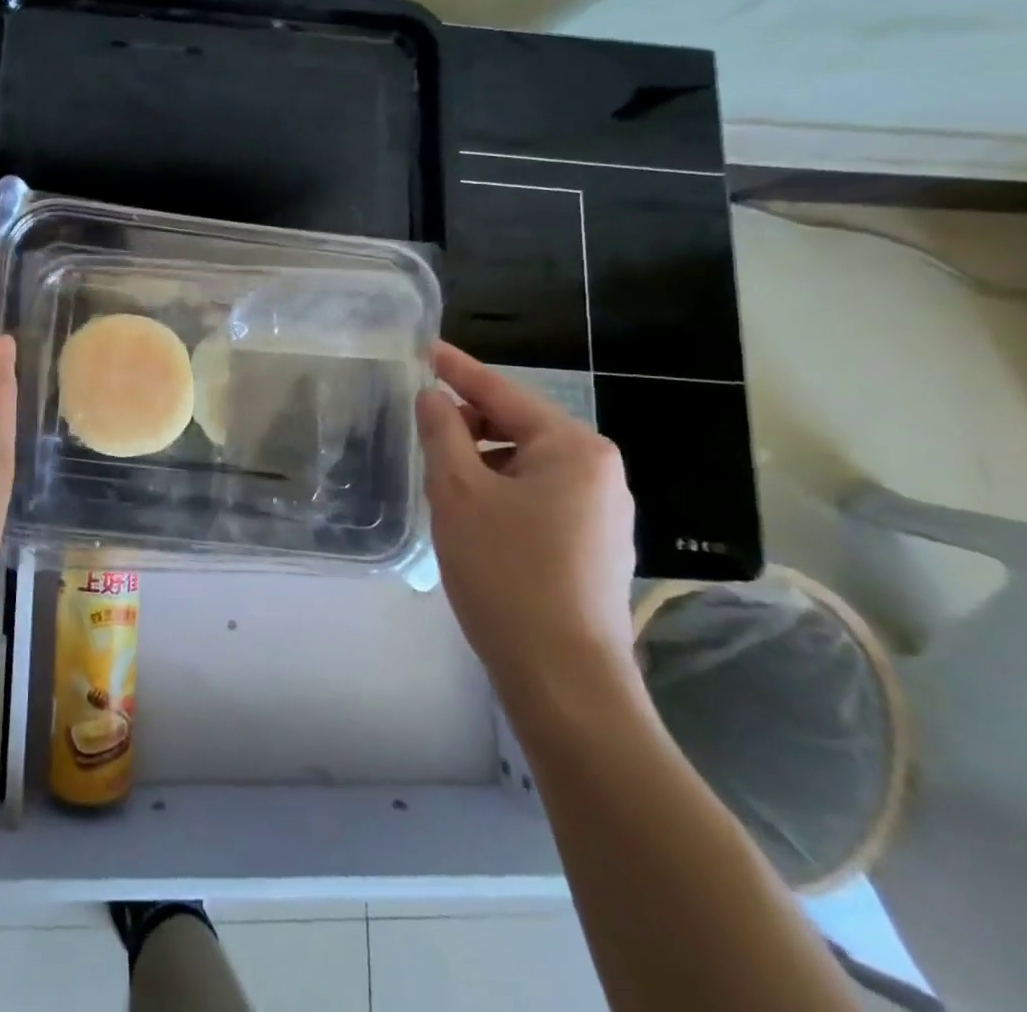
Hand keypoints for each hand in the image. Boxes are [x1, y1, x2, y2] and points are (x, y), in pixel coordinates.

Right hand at [416, 342, 636, 705]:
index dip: (459, 369)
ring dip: (483, 463)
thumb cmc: (506, 573)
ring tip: (444, 485)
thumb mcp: (458, 494)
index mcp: (574, 448)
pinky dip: (501, 492)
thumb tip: (433, 396)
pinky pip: (538, 496)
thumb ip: (442, 434)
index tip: (427, 348)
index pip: (503, 392)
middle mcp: (599, 471)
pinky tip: (474, 519)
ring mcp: (602, 511)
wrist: (563, 679)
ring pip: (526, 465)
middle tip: (423, 435)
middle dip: (469, 424)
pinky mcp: (594, 546)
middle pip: (519, 426)